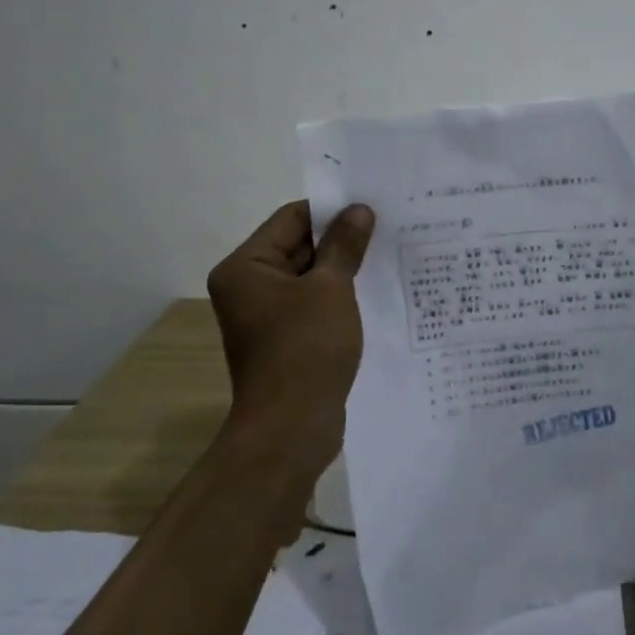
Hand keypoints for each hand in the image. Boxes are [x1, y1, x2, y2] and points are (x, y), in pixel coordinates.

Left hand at [207, 200, 375, 472]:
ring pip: (310, 277)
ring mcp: (266, 315)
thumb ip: (344, 245)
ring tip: (388, 255)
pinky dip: (339, 296)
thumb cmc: (306, 348)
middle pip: (299, 246)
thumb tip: (359, 209)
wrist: (291, 428)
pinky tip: (374, 292)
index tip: (373, 206)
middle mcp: (249, 286)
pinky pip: (313, 304)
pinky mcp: (285, 339)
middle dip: (341, 239)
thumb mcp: (331, 288)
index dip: (332, 210)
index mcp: (246, 266)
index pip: (292, 218)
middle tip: (389, 227)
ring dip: (343, 268)